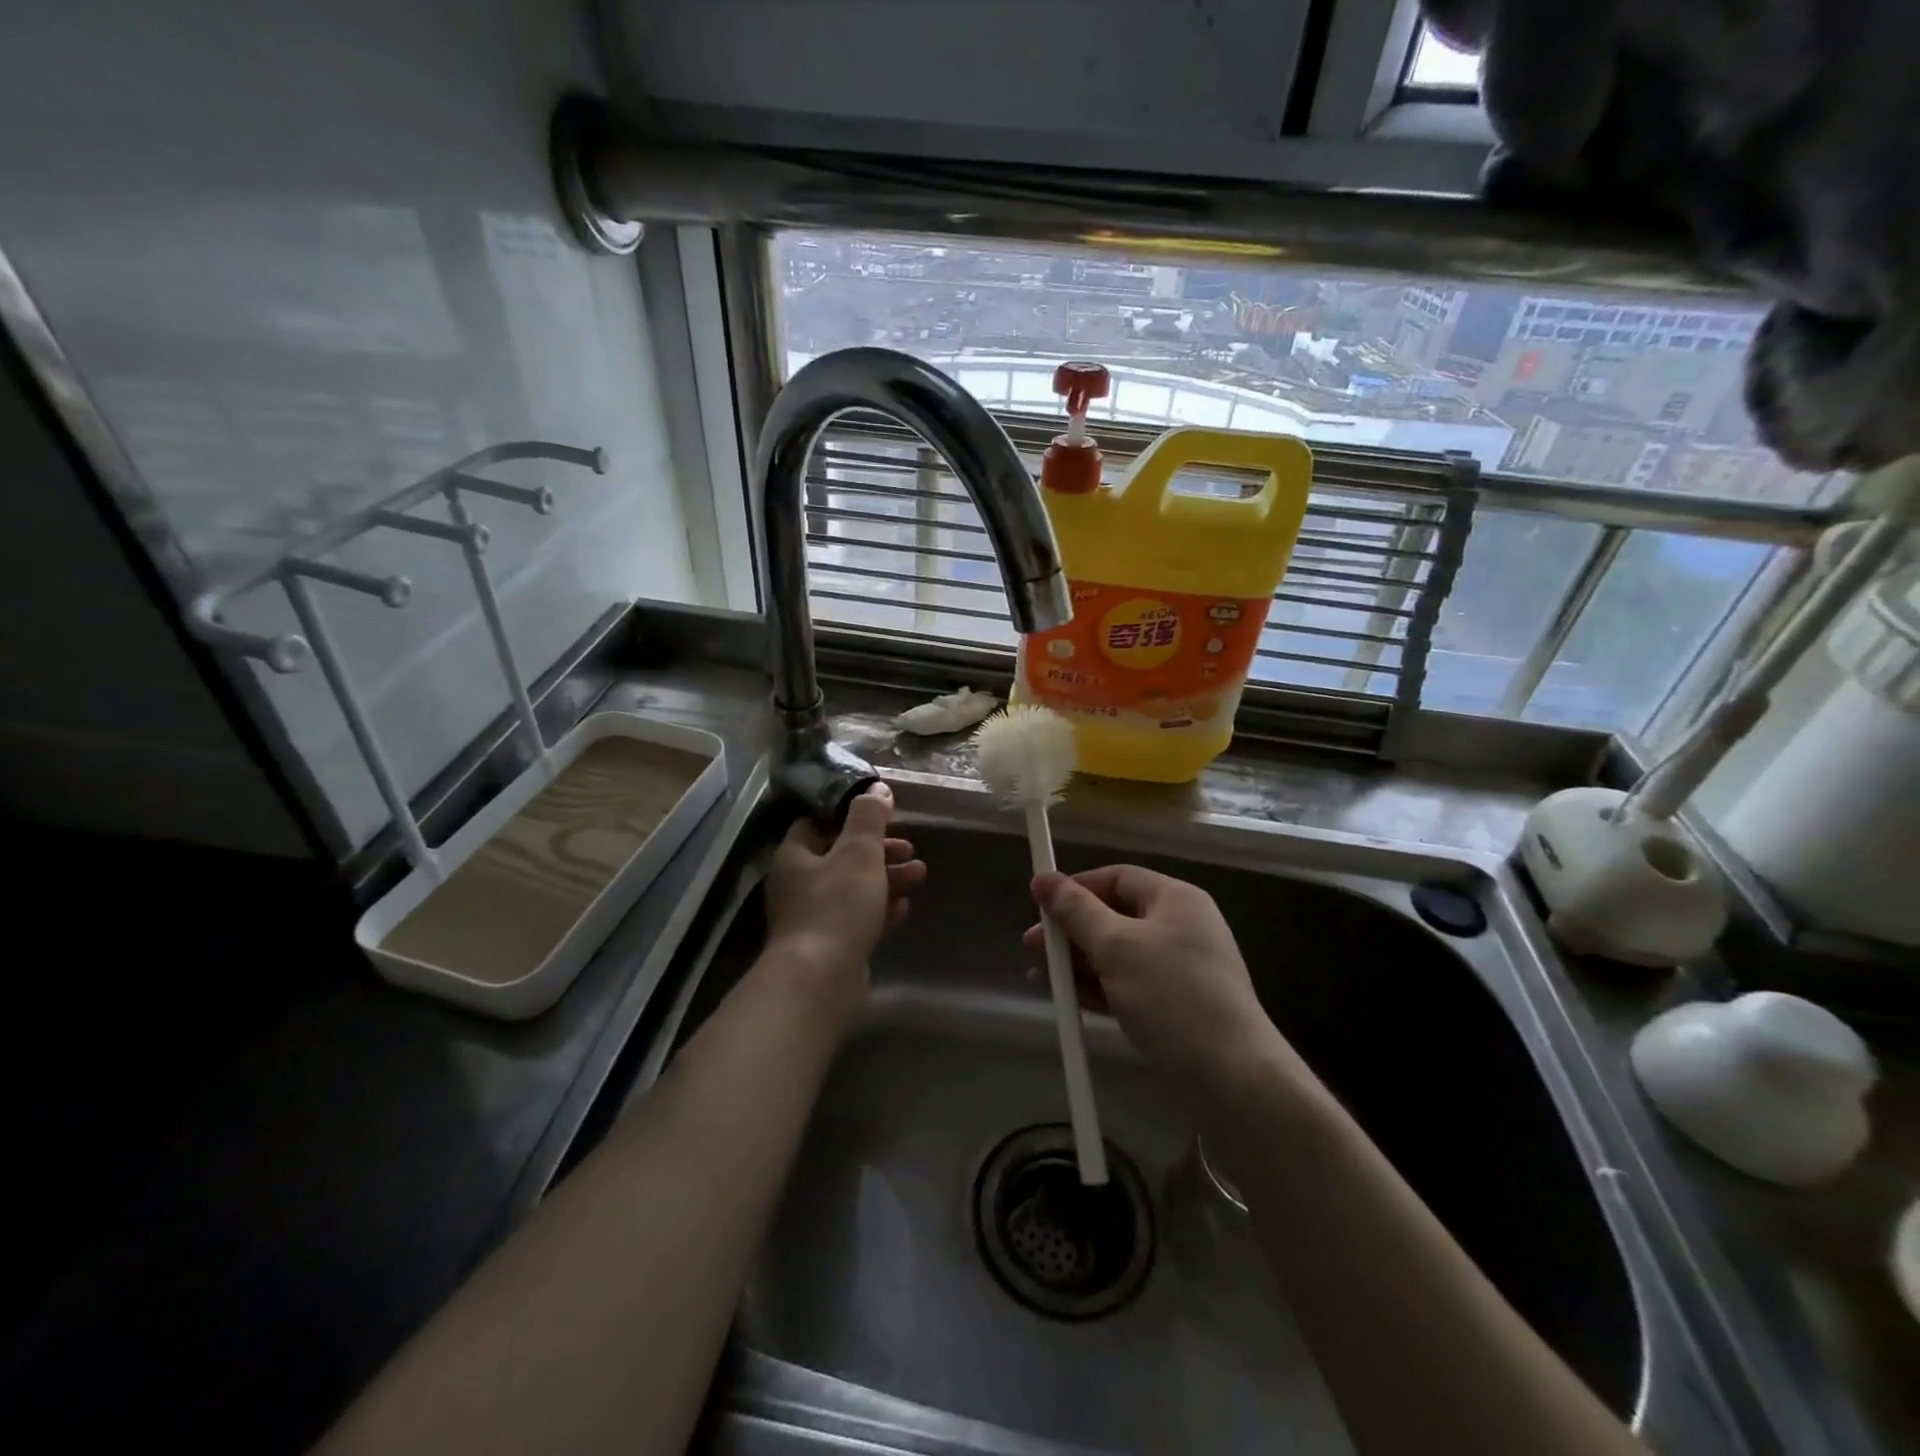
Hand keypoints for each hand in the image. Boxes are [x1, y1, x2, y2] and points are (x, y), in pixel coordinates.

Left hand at [765, 783, 925, 1010]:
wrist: (820, 979)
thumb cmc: (836, 905)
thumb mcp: (859, 851)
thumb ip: (869, 817)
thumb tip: (876, 788)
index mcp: (796, 856)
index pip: (818, 823)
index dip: (849, 815)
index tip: (882, 814)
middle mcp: (798, 884)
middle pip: (841, 857)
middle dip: (879, 851)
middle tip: (910, 849)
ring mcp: (812, 918)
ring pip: (853, 889)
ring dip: (886, 879)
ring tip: (920, 875)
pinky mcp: (829, 946)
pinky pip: (857, 919)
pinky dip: (880, 910)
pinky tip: (904, 909)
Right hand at [1026, 866, 1278, 1094]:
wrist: (1233, 1075)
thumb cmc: (1171, 995)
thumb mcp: (1116, 947)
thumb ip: (1076, 911)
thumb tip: (1044, 879)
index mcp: (1174, 898)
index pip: (1116, 877)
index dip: (1075, 887)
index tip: (1038, 905)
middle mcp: (1181, 925)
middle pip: (1114, 915)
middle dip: (1071, 931)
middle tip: (1032, 949)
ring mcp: (1182, 966)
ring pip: (1119, 952)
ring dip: (1079, 962)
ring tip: (1040, 976)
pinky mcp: (1179, 1003)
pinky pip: (1130, 982)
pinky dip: (1100, 987)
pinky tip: (1069, 998)